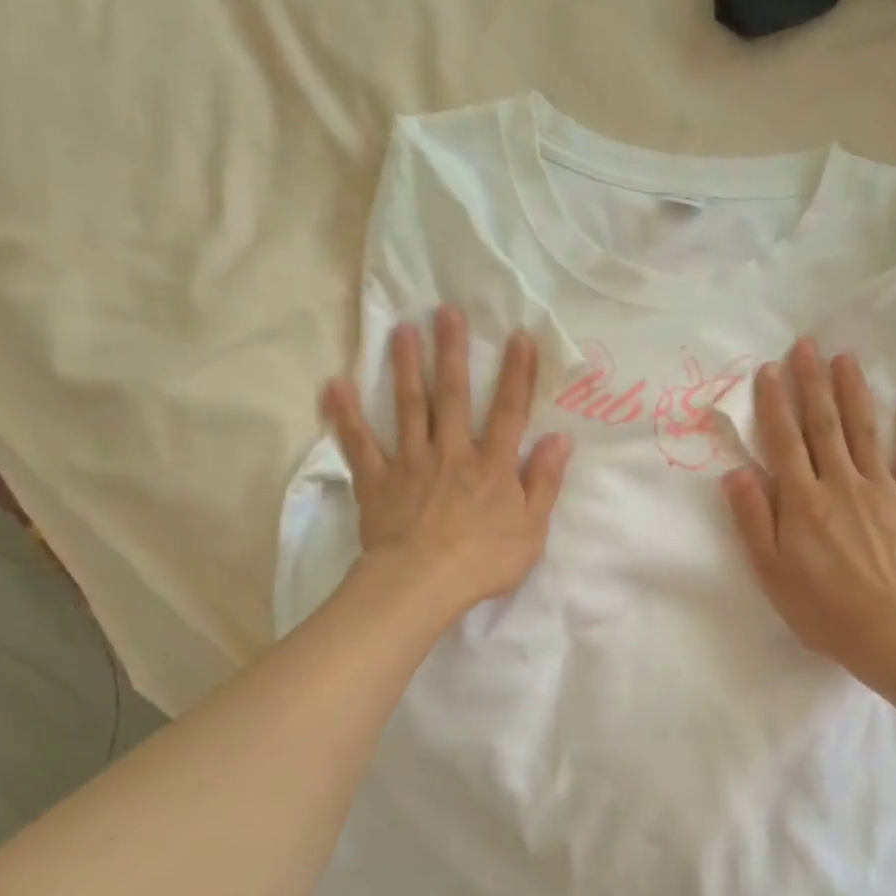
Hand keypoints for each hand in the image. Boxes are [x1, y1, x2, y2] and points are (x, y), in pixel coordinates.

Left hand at [321, 305, 571, 618]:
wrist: (423, 583)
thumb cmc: (484, 561)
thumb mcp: (531, 528)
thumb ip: (544, 482)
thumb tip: (560, 439)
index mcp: (491, 465)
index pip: (509, 411)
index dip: (517, 373)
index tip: (518, 335)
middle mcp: (452, 452)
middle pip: (453, 396)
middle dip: (452, 352)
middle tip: (446, 311)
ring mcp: (411, 463)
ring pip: (409, 408)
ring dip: (406, 367)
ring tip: (402, 331)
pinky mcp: (377, 480)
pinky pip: (359, 443)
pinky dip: (345, 415)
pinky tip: (335, 385)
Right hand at [722, 340, 895, 684]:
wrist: (892, 632)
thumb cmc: (822, 608)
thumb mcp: (771, 571)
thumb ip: (753, 519)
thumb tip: (736, 472)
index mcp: (803, 502)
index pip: (784, 442)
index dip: (775, 404)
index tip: (768, 369)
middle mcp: (841, 484)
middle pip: (824, 426)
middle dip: (812, 383)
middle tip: (807, 345)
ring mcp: (882, 491)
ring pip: (865, 431)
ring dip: (854, 392)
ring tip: (846, 358)